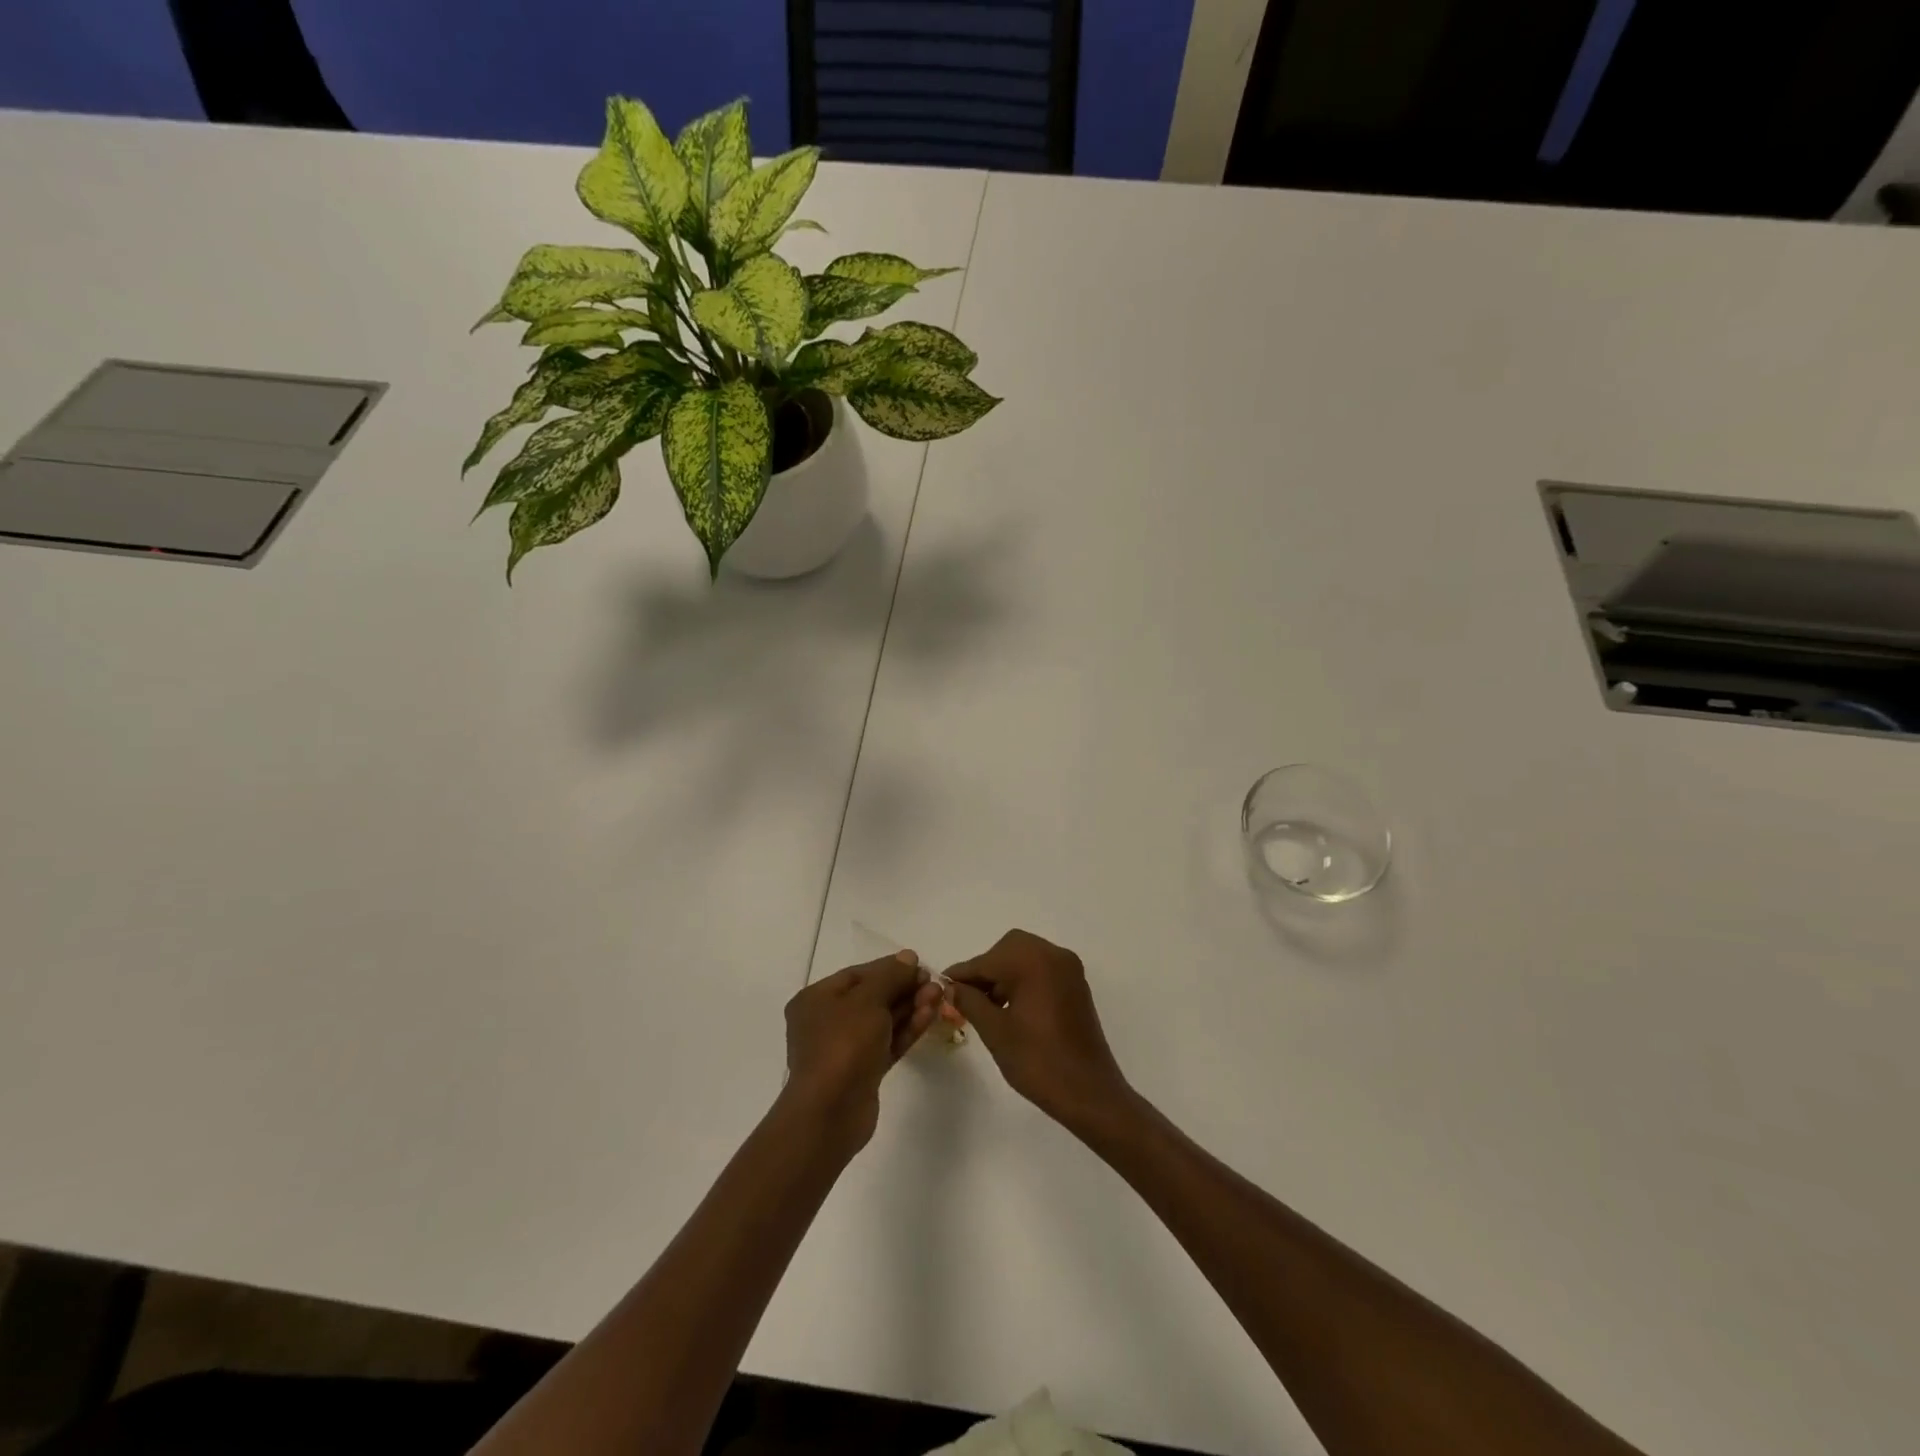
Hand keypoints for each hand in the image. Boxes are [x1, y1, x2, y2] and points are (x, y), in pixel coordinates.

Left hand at [782, 951, 943, 1152]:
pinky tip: (929, 1016)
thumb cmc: (843, 1045)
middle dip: (904, 989)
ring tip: (939, 997)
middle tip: (934, 984)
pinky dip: (906, 1029)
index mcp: (816, 999)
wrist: (831, 1112)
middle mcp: (827, 1021)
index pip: (858, 975)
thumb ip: (890, 976)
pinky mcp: (863, 1071)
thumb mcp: (868, 1000)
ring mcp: (845, 1048)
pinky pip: (887, 1042)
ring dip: (910, 1007)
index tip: (920, 965)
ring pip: (882, 1021)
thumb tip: (908, 957)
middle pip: (872, 997)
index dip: (890, 968)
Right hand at [946, 930, 1134, 1133]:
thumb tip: (952, 987)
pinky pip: (1042, 970)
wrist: (1089, 1093)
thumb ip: (970, 1002)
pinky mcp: (1077, 985)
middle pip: (1009, 949)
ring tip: (987, 1007)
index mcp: (1033, 962)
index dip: (962, 974)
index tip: (941, 985)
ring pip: (1026, 957)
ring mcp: (1069, 969)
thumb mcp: (996, 1032)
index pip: (987, 960)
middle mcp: (1054, 955)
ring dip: (1004, 974)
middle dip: (986, 970)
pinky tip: (1011, 1008)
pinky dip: (1024, 980)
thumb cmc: (1038, 1062)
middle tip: (967, 997)